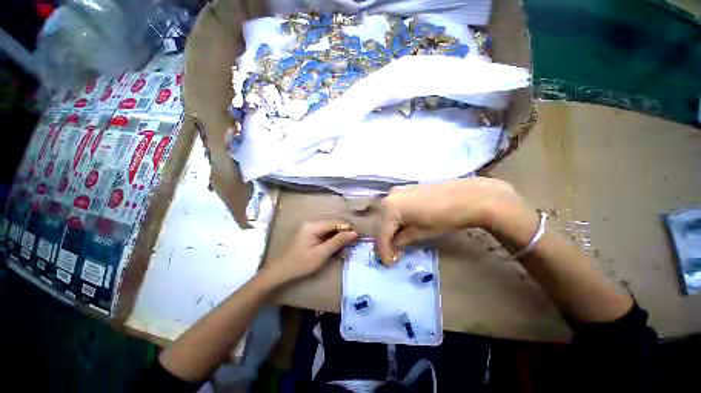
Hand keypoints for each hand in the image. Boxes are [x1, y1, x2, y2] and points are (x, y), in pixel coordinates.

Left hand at [263, 219, 357, 284]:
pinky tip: (339, 244)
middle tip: (356, 240)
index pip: (337, 221)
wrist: (281, 271)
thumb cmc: (300, 264)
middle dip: (347, 229)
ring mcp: (311, 225)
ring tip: (349, 244)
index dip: (350, 227)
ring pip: (332, 225)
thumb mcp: (321, 254)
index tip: (360, 236)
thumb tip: (355, 233)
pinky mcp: (311, 230)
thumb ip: (338, 241)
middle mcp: (312, 220)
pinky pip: (326, 229)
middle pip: (335, 221)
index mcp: (313, 224)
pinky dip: (334, 236)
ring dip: (341, 233)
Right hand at [374, 178, 528, 263]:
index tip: (389, 264)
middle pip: (380, 223)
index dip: (383, 252)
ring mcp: (397, 191)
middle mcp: (388, 197)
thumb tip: (393, 246)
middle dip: (385, 240)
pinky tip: (402, 227)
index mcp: (389, 208)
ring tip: (398, 242)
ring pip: (386, 215)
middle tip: (393, 254)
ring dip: (389, 229)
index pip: (381, 234)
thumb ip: (401, 240)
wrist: (466, 197)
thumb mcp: (420, 234)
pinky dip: (395, 219)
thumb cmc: (443, 218)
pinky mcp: (405, 190)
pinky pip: (393, 207)